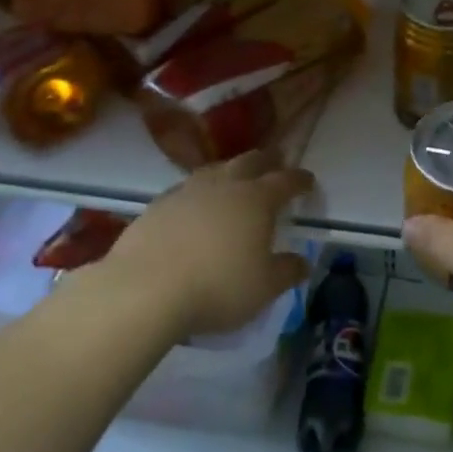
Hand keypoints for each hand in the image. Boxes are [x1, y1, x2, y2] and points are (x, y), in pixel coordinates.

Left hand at [77, 151, 314, 341]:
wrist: (143, 290)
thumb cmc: (217, 287)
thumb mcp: (264, 288)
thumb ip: (287, 272)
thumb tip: (302, 262)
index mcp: (257, 199)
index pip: (286, 181)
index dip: (300, 180)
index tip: (309, 181)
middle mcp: (224, 186)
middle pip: (250, 161)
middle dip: (267, 161)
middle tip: (276, 163)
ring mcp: (187, 192)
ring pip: (215, 170)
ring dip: (230, 171)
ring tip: (235, 179)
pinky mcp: (157, 206)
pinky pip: (186, 189)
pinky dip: (199, 193)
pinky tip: (196, 207)